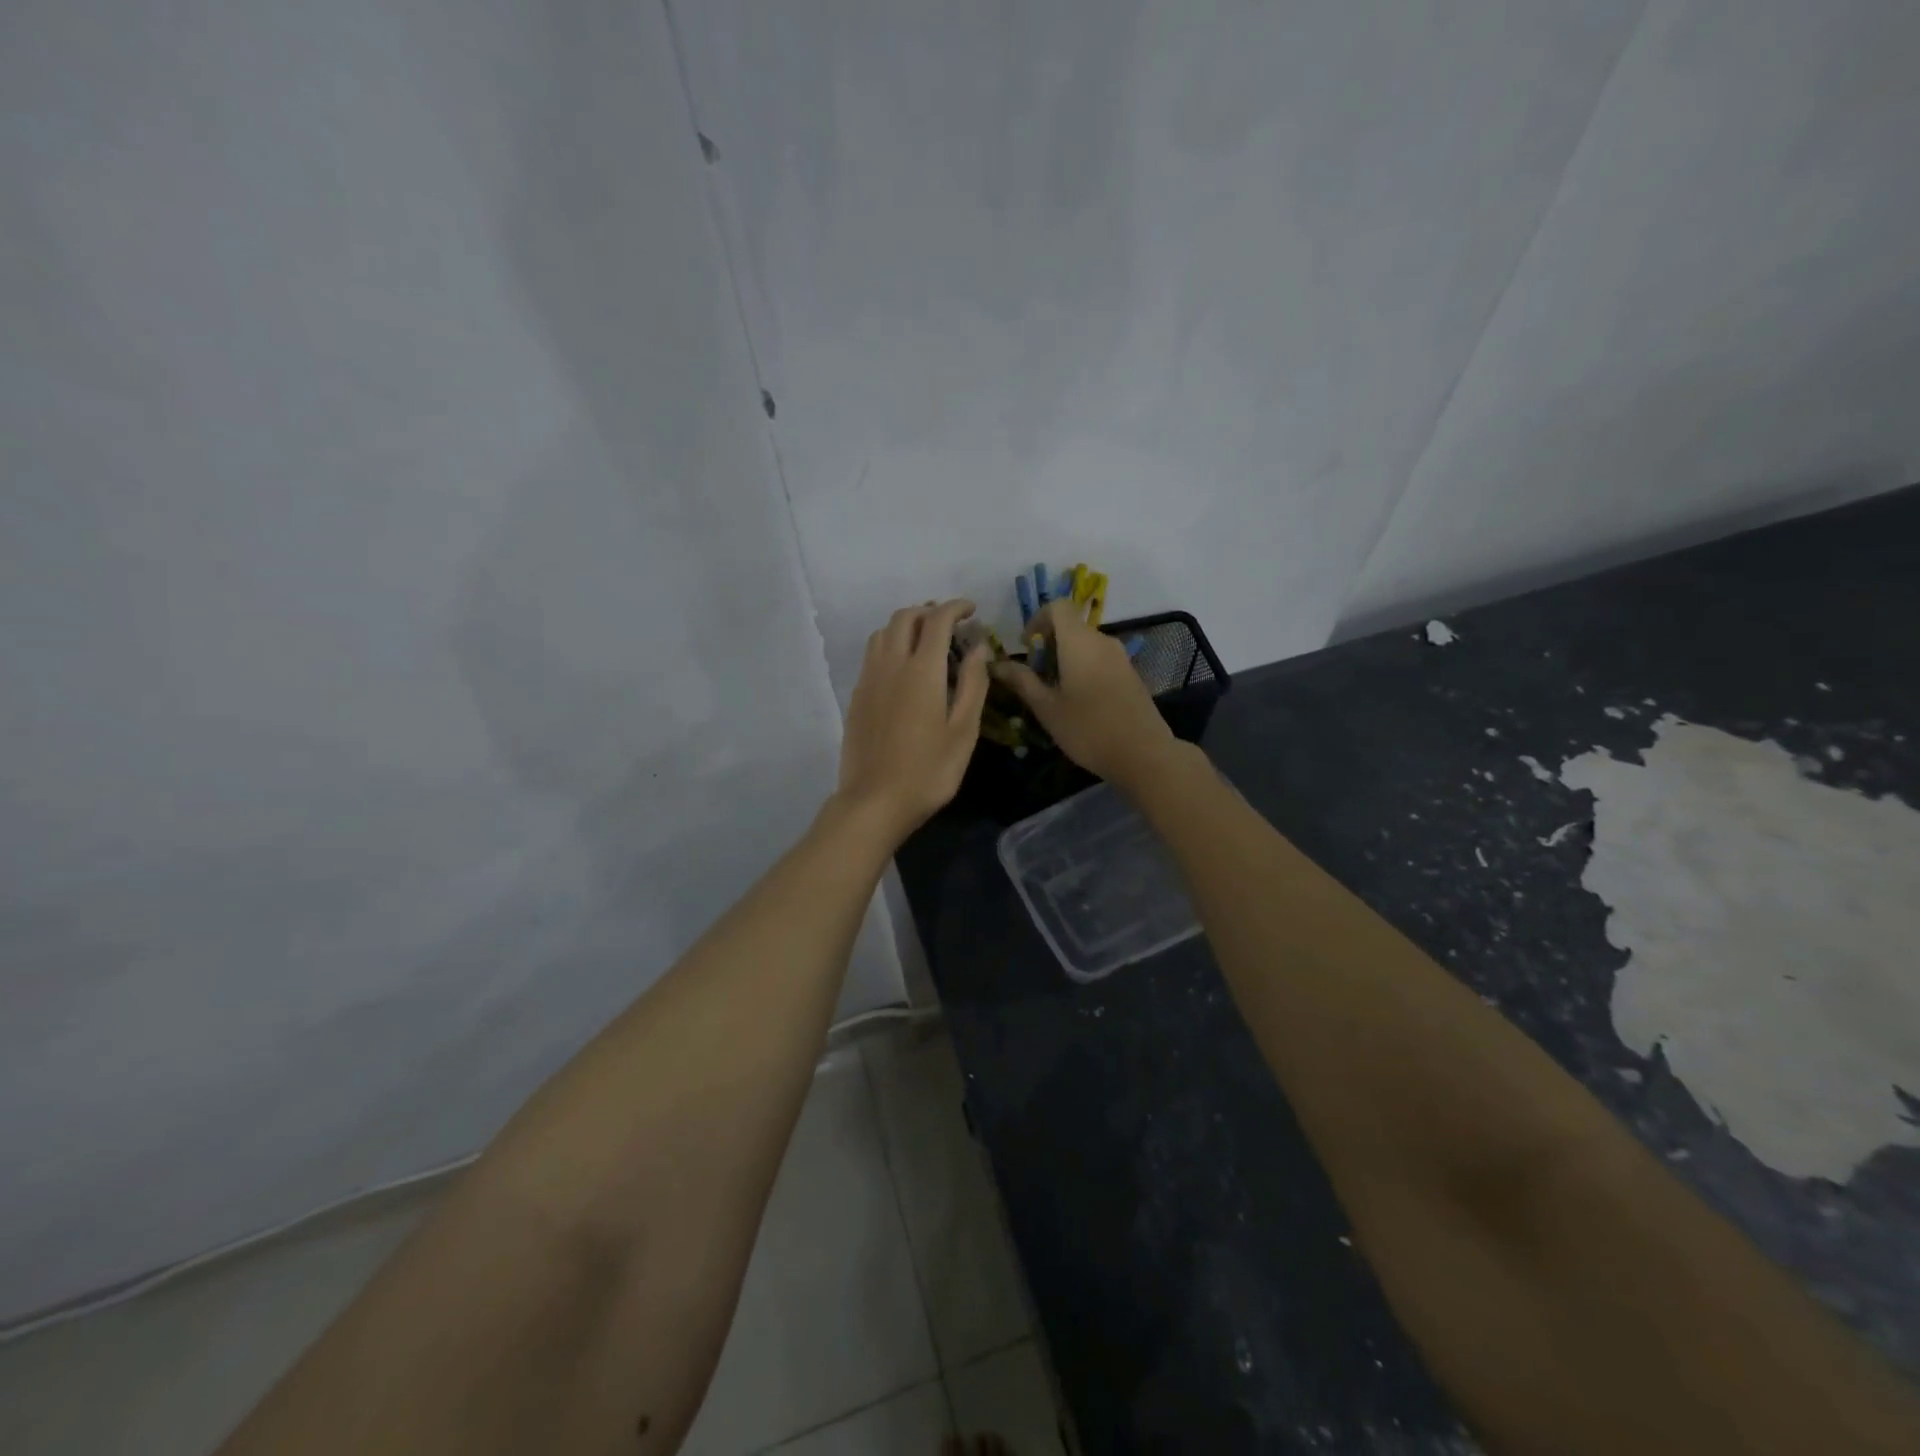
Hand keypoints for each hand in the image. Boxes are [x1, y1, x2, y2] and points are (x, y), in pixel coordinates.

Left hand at [834, 600, 989, 845]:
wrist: (873, 801)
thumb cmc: (928, 771)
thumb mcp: (963, 731)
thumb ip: (973, 684)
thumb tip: (979, 648)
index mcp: (921, 671)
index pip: (937, 620)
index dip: (955, 608)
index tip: (971, 610)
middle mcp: (890, 665)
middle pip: (904, 618)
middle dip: (929, 611)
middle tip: (951, 623)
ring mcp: (869, 680)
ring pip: (883, 633)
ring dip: (906, 624)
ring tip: (926, 639)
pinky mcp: (857, 696)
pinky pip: (872, 654)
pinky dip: (890, 644)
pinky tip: (903, 666)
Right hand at [990, 602, 1180, 789]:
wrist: (1143, 754)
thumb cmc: (1088, 729)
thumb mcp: (1047, 708)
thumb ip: (1022, 681)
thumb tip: (997, 664)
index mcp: (1079, 642)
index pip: (1058, 606)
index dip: (1038, 619)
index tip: (1027, 646)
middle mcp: (1102, 641)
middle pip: (1072, 626)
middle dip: (1049, 644)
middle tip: (1035, 676)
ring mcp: (1120, 657)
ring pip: (1086, 644)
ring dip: (1066, 658)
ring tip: (1054, 692)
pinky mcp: (1131, 674)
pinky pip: (1100, 659)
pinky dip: (1084, 668)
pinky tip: (1079, 701)